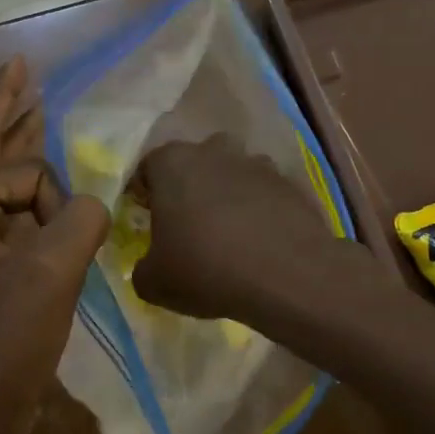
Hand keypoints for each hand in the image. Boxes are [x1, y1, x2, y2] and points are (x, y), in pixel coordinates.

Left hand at [0, 58, 108, 433]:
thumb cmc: (1, 345)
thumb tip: (92, 205)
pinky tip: (38, 197)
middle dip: (6, 109)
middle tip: (21, 70)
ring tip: (32, 114)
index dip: (55, 200)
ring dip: (12, 152)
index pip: (21, 172)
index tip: (62, 246)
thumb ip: (80, 221)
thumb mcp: (50, 275)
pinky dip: (20, 202)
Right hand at [131, 135, 345, 320]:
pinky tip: (261, 243)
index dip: (145, 195)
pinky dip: (261, 211)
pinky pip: (266, 194)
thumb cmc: (206, 269)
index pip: (148, 169)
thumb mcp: (153, 282)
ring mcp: (257, 163)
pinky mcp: (291, 183)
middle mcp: (214, 151)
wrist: (286, 275)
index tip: (149, 220)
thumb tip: (152, 265)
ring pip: (233, 174)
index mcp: (173, 163)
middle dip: (190, 188)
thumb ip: (144, 267)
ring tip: (230, 235)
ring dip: (228, 196)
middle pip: (195, 163)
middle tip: (188, 226)